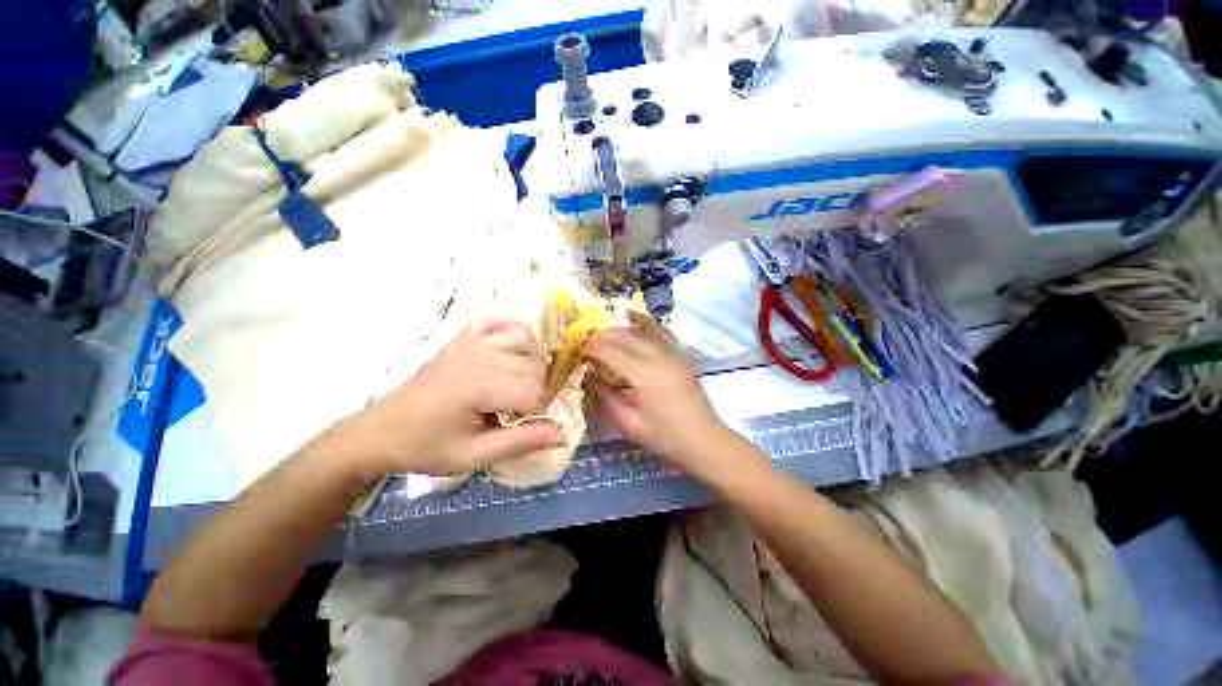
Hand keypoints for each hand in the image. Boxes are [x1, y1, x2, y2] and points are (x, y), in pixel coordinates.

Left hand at [348, 317, 565, 475]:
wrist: (381, 431)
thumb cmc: (426, 447)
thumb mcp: (473, 456)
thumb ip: (521, 443)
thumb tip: (563, 434)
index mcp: (479, 385)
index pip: (535, 391)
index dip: (537, 412)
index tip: (520, 426)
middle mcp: (479, 356)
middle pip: (535, 367)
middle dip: (536, 391)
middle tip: (515, 413)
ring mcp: (472, 343)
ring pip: (527, 345)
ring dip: (531, 368)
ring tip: (516, 389)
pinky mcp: (465, 340)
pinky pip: (504, 325)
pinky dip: (517, 335)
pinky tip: (514, 352)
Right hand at [582, 312, 742, 476]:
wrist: (704, 441)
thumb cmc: (665, 438)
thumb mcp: (628, 423)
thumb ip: (605, 396)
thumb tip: (586, 376)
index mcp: (644, 375)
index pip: (610, 352)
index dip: (591, 348)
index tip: (577, 351)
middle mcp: (659, 357)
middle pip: (624, 337)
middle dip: (601, 337)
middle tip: (585, 345)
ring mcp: (673, 353)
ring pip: (640, 332)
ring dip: (618, 330)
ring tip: (601, 336)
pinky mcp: (681, 355)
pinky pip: (661, 332)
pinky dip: (645, 322)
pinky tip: (632, 316)